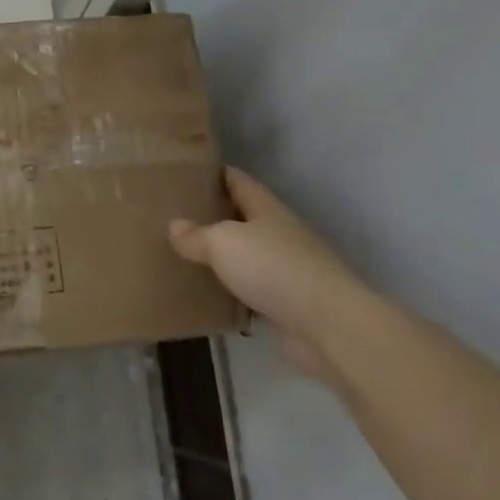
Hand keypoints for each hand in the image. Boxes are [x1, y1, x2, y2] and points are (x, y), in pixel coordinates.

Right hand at [169, 168, 365, 381]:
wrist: (327, 326)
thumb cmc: (274, 268)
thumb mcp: (224, 243)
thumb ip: (197, 235)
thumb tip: (174, 225)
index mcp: (265, 209)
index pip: (237, 180)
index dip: (213, 173)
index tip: (184, 173)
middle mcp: (276, 234)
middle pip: (239, 217)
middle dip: (211, 215)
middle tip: (171, 214)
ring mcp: (282, 270)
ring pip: (243, 256)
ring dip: (219, 257)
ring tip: (179, 254)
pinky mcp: (282, 305)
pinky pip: (247, 292)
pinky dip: (228, 292)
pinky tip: (203, 294)